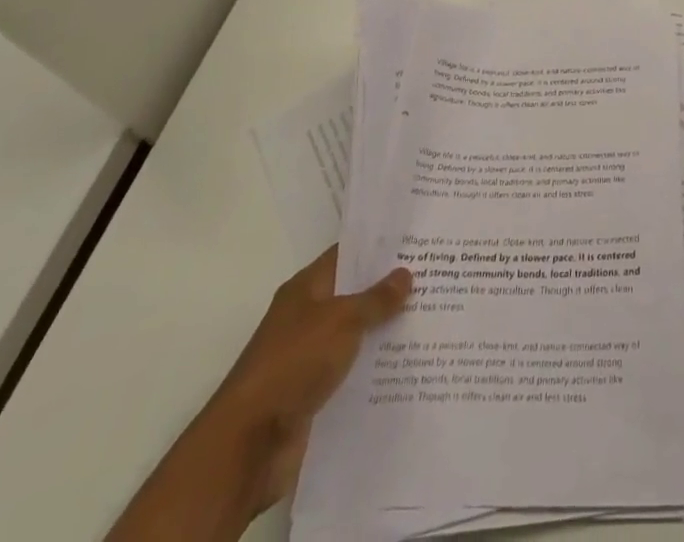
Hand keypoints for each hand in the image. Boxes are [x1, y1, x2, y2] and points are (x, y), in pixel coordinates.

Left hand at [207, 246, 411, 511]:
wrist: (247, 445)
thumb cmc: (292, 364)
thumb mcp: (341, 321)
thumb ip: (376, 299)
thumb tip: (405, 274)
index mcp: (306, 289)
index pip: (347, 254)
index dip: (379, 246)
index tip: (416, 239)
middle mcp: (307, 317)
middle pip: (355, 294)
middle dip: (390, 288)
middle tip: (436, 275)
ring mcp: (310, 357)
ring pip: (357, 335)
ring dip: (386, 331)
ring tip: (432, 318)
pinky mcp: (315, 394)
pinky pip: (353, 372)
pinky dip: (376, 368)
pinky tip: (410, 364)